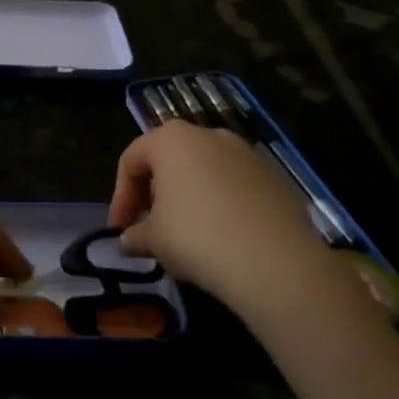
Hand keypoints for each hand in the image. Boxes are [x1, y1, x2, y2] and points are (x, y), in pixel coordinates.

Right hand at [108, 122, 341, 326]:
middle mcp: (210, 135)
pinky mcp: (277, 178)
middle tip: (151, 226)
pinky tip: (224, 238)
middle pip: (170, 160)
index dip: (121, 196)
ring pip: (206, 171)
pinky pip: (237, 187)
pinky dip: (224, 205)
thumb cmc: (197, 238)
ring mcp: (248, 154)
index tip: (120, 228)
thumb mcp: (154, 240)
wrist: (277, 263)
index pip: (132, 160)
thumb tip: (129, 240)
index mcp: (171, 140)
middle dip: (156, 192)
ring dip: (191, 197)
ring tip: (188, 233)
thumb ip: (136, 235)